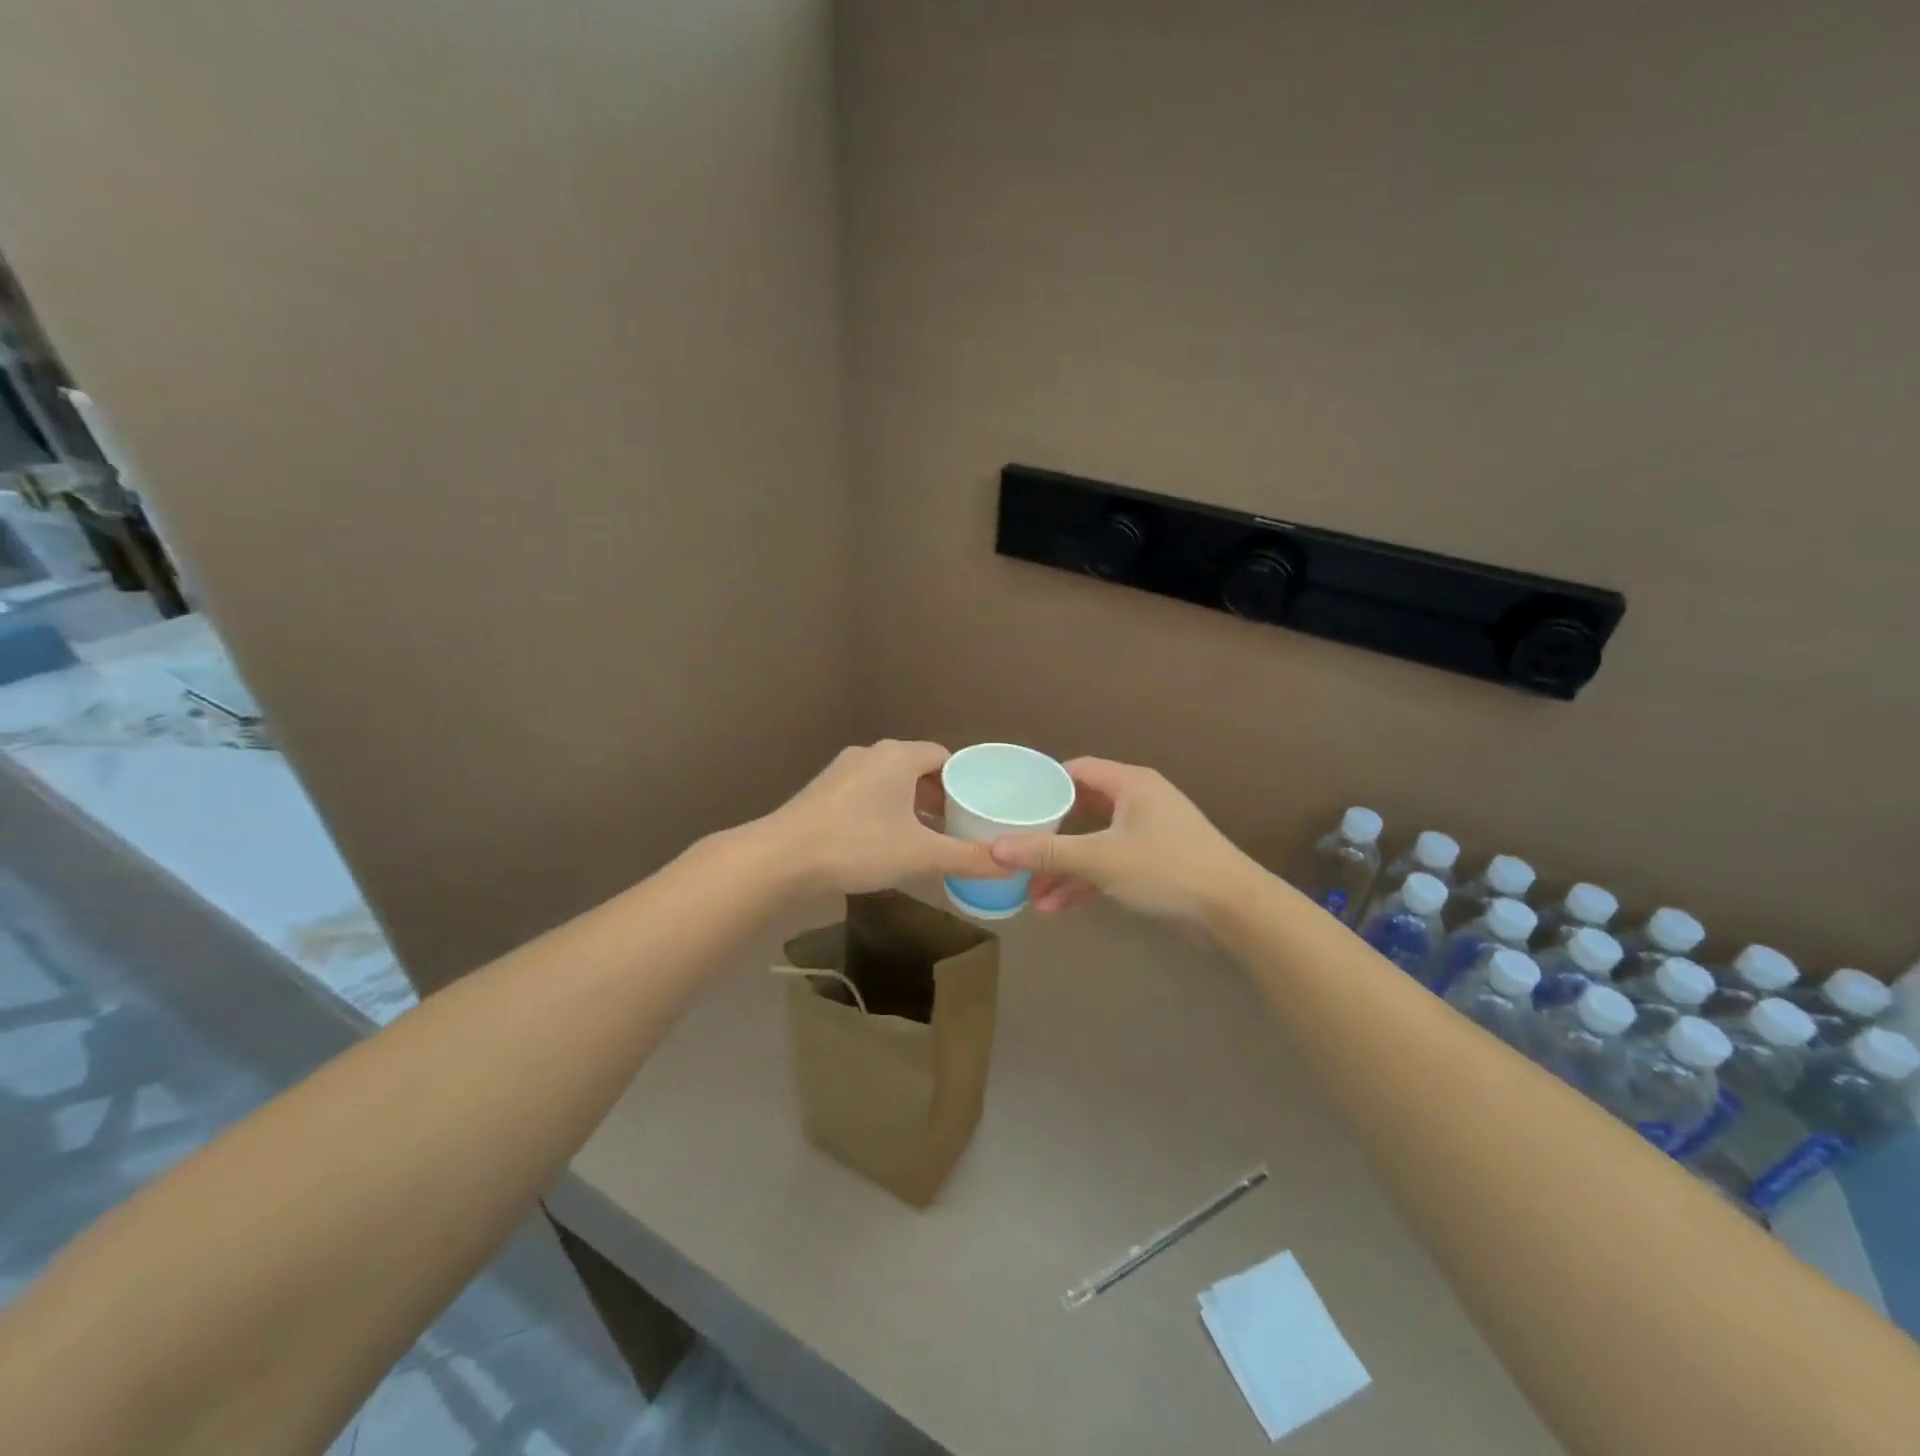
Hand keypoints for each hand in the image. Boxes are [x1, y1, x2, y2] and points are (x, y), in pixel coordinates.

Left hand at [763, 740, 1001, 895]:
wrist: (780, 857)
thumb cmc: (856, 846)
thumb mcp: (919, 855)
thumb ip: (967, 858)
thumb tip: (1011, 867)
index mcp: (899, 756)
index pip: (944, 757)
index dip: (964, 782)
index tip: (977, 809)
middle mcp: (872, 753)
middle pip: (918, 768)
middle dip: (939, 796)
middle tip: (957, 827)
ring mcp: (844, 769)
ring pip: (891, 781)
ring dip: (911, 805)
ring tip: (927, 837)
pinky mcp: (824, 789)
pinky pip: (868, 792)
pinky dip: (885, 809)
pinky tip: (886, 841)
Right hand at [988, 758, 1255, 927]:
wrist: (1235, 911)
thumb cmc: (1167, 869)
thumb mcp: (1101, 859)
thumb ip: (1047, 853)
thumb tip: (995, 849)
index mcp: (1130, 784)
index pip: (1076, 770)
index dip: (1043, 784)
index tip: (1012, 803)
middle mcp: (1139, 802)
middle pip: (1081, 809)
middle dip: (1048, 836)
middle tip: (1015, 849)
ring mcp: (1148, 834)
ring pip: (1093, 843)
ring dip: (1063, 867)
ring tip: (1029, 893)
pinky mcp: (1154, 864)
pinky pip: (1109, 865)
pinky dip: (1085, 882)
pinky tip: (1056, 907)